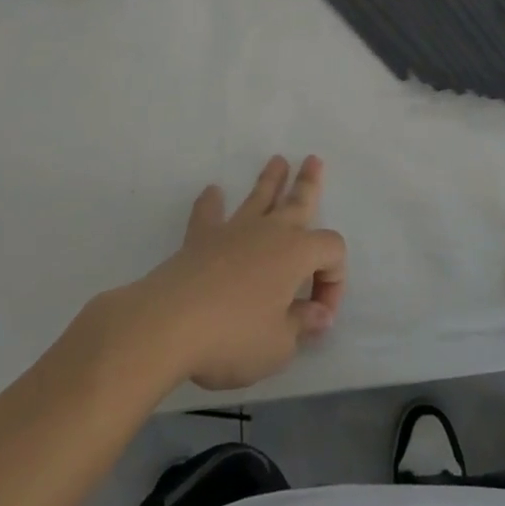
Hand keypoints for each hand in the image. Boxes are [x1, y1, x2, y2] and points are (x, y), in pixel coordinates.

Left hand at [113, 155, 346, 391]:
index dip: (334, 280)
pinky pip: (209, 213)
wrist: (170, 324)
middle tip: (314, 161)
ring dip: (270, 180)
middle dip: (308, 183)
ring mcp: (233, 231)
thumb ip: (302, 324)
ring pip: (258, 198)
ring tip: (278, 161)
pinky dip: (211, 203)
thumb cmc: (233, 337)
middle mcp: (270, 232)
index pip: (332, 251)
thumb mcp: (278, 345)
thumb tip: (319, 314)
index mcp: (297, 253)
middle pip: (298, 201)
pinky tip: (212, 192)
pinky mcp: (201, 238)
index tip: (318, 316)